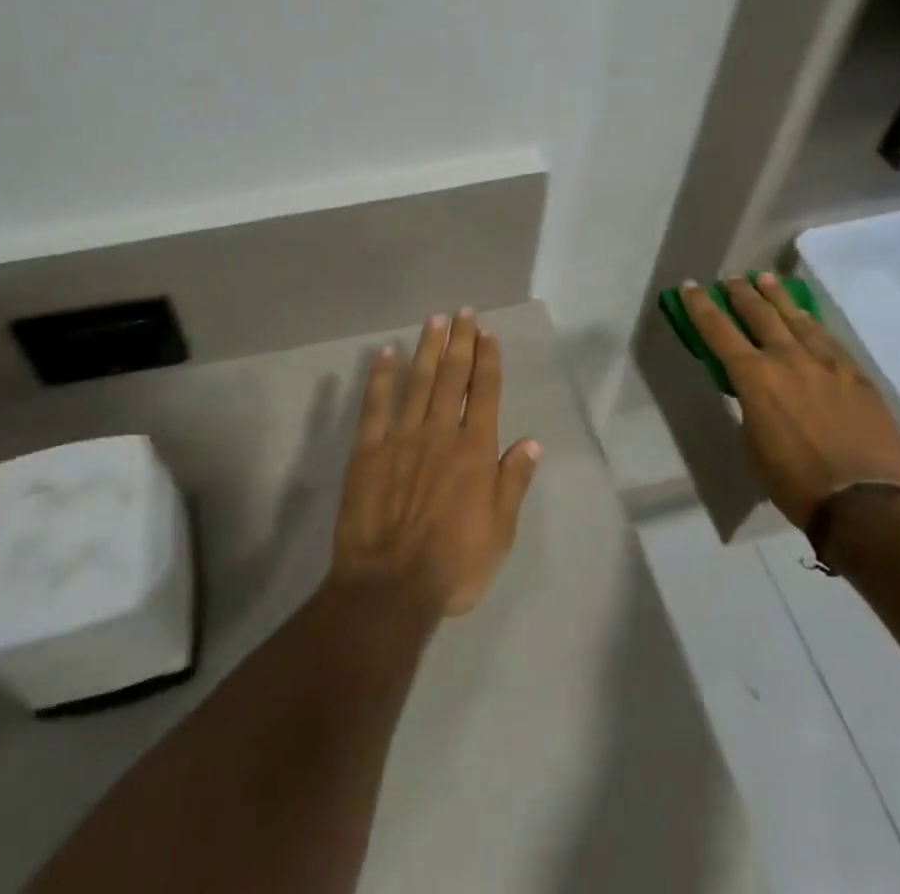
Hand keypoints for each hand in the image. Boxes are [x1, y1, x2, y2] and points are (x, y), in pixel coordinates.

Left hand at [331, 311, 541, 618]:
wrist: (389, 587)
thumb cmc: (452, 565)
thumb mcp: (500, 533)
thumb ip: (513, 483)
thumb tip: (532, 442)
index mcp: (474, 451)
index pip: (484, 392)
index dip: (488, 359)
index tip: (488, 332)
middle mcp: (440, 433)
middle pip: (452, 377)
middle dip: (460, 341)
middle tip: (463, 312)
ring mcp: (401, 437)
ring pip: (417, 382)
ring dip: (427, 348)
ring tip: (434, 320)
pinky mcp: (368, 450)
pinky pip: (375, 405)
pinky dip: (380, 377)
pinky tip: (385, 354)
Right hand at [680, 274, 899, 528]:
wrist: (864, 502)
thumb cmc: (795, 481)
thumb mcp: (753, 442)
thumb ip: (751, 404)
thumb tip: (756, 390)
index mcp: (755, 377)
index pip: (719, 330)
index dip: (701, 306)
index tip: (690, 286)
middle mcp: (789, 359)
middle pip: (760, 313)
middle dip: (741, 292)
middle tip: (731, 278)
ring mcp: (827, 362)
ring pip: (797, 318)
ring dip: (777, 296)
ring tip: (766, 279)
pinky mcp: (856, 374)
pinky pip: (828, 338)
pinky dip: (810, 323)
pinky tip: (807, 318)